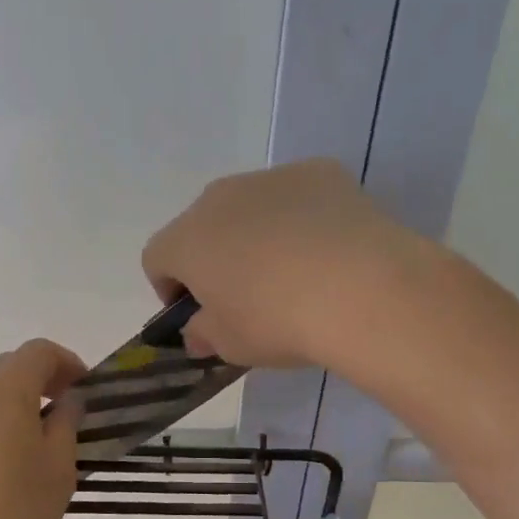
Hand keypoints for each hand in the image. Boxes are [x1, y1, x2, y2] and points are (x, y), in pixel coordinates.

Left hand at [0, 340, 85, 518]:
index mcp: (4, 392)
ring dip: (6, 404)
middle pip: (4, 367)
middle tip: (60, 412)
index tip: (83, 390)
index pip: (38, 352)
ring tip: (26, 443)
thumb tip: (67, 401)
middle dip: (36, 380)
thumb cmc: (15, 514)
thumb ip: (66, 424)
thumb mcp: (59, 470)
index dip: (66, 362)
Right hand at [141, 159, 416, 368]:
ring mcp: (271, 178)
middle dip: (214, 257)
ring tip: (293, 273)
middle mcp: (220, 197)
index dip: (169, 288)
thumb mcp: (231, 346)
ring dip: (257, 234)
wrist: (361, 288)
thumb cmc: (279, 322)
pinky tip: (329, 251)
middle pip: (202, 226)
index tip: (196, 314)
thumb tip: (198, 332)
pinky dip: (302, 218)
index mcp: (187, 240)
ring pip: (250, 206)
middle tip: (244, 295)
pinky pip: (297, 196)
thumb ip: (205, 335)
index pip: (157, 258)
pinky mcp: (320, 172)